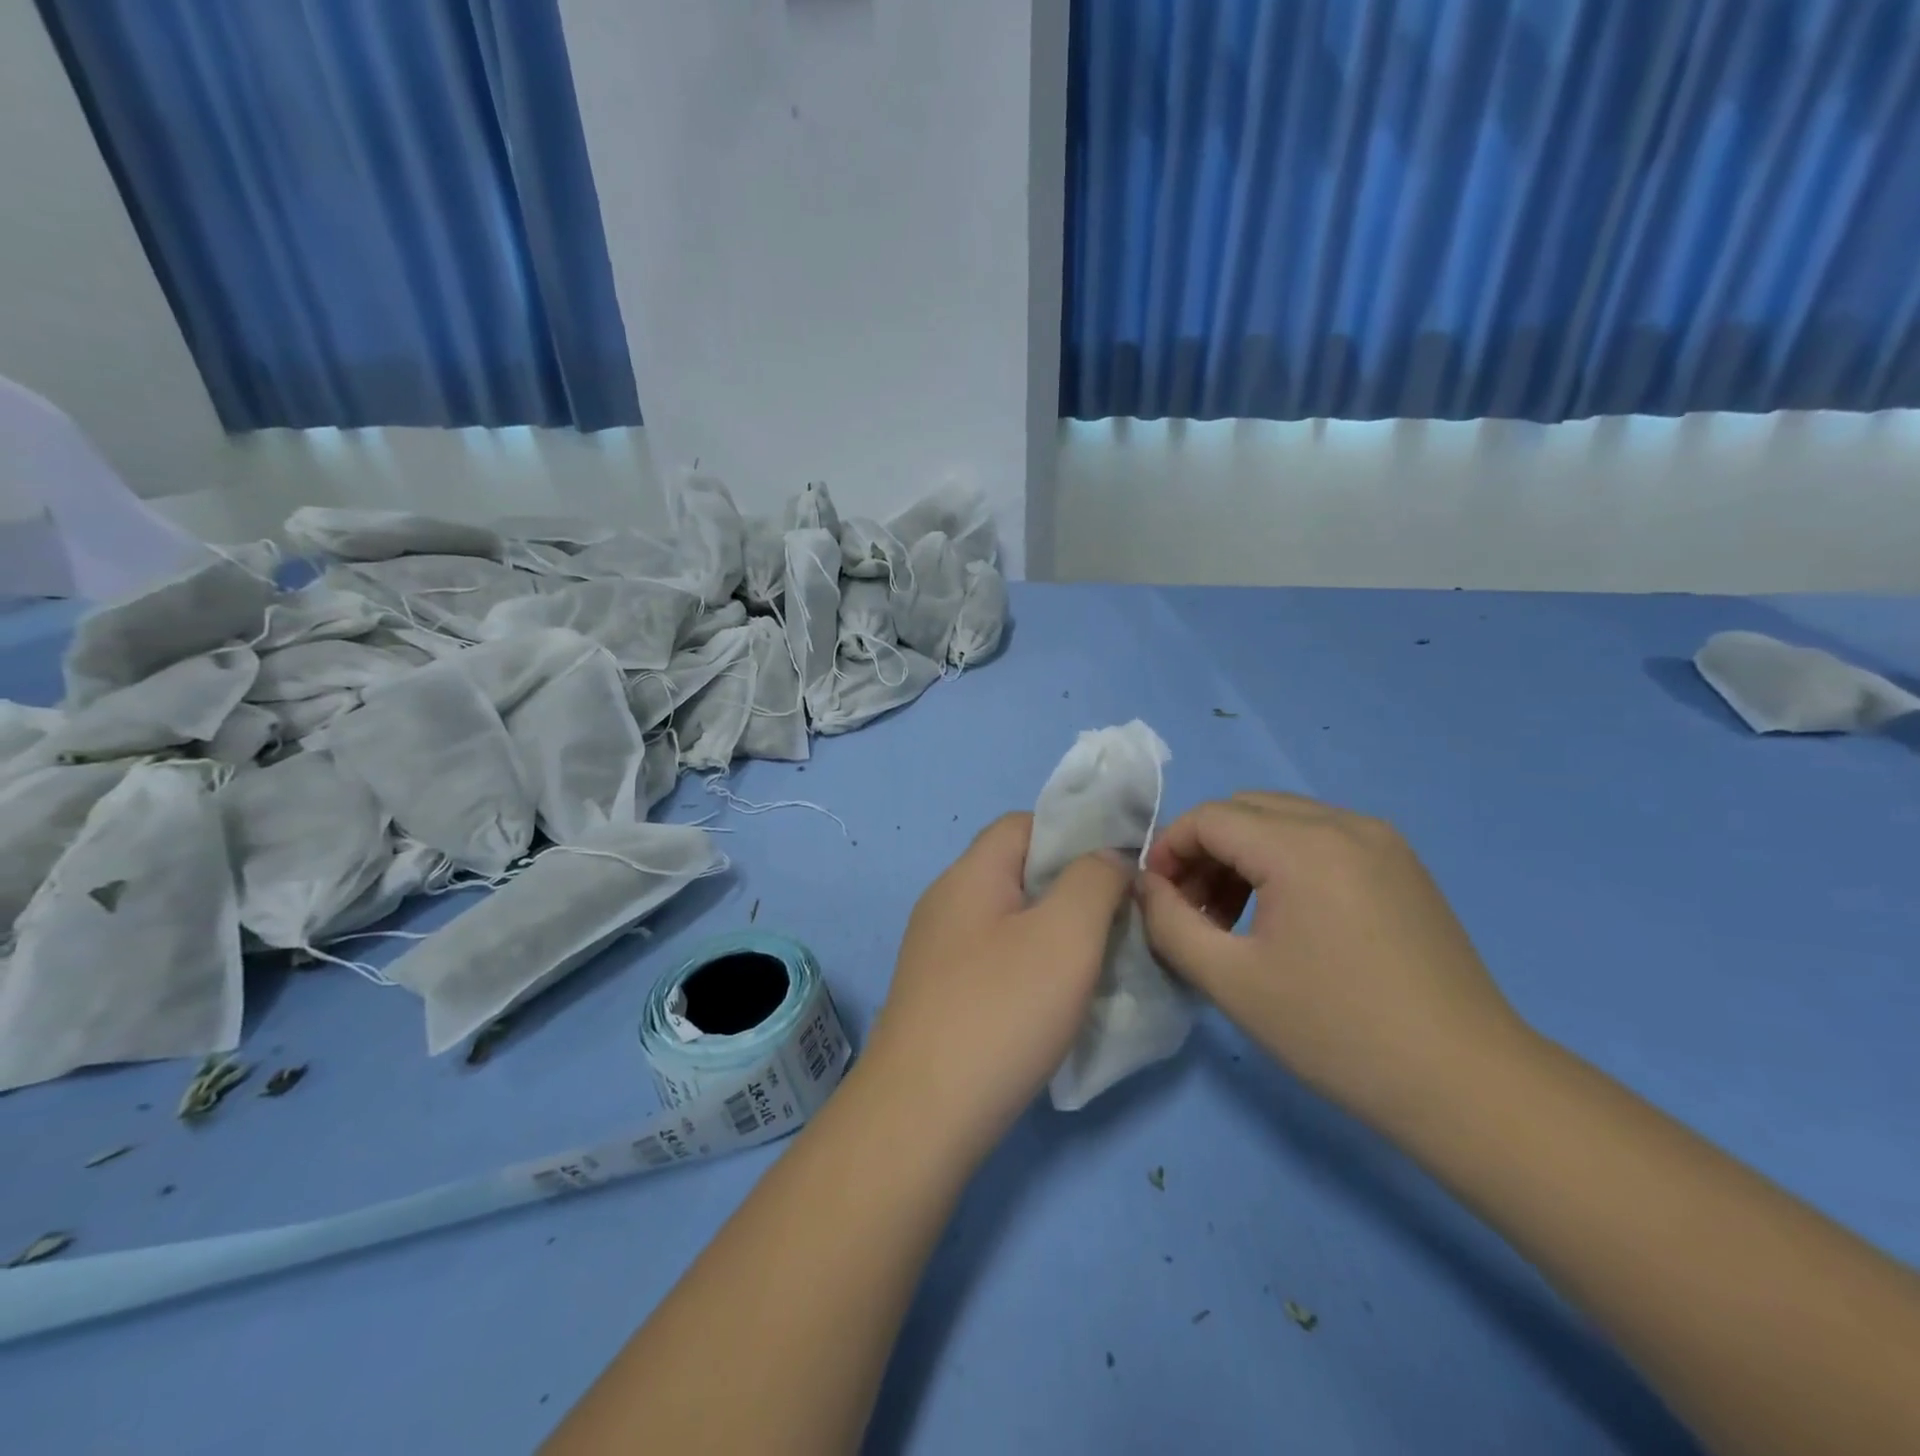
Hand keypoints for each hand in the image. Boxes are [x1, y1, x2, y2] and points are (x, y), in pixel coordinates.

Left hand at [863, 813, 1132, 1159]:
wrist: (922, 1114)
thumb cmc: (1001, 1010)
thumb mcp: (1066, 934)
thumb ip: (1095, 880)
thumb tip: (1109, 858)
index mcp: (969, 874)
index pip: (1024, 824)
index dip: (1074, 834)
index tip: (1118, 871)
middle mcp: (946, 902)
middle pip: (1017, 871)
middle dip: (1071, 888)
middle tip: (1116, 923)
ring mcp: (936, 951)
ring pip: (1009, 919)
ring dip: (1054, 932)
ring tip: (1095, 964)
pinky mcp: (938, 994)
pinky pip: (994, 959)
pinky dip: (1030, 967)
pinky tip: (1054, 1003)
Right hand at [1137, 791, 1526, 1130]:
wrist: (1466, 1084)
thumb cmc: (1337, 1032)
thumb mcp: (1230, 981)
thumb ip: (1169, 922)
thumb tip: (1146, 887)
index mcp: (1303, 847)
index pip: (1209, 818)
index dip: (1169, 850)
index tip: (1156, 899)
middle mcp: (1344, 824)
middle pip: (1245, 809)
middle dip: (1203, 850)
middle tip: (1191, 911)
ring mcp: (1381, 840)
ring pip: (1282, 820)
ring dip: (1241, 855)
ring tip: (1231, 918)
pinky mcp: (1401, 864)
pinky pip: (1321, 838)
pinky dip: (1283, 861)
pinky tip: (1283, 916)